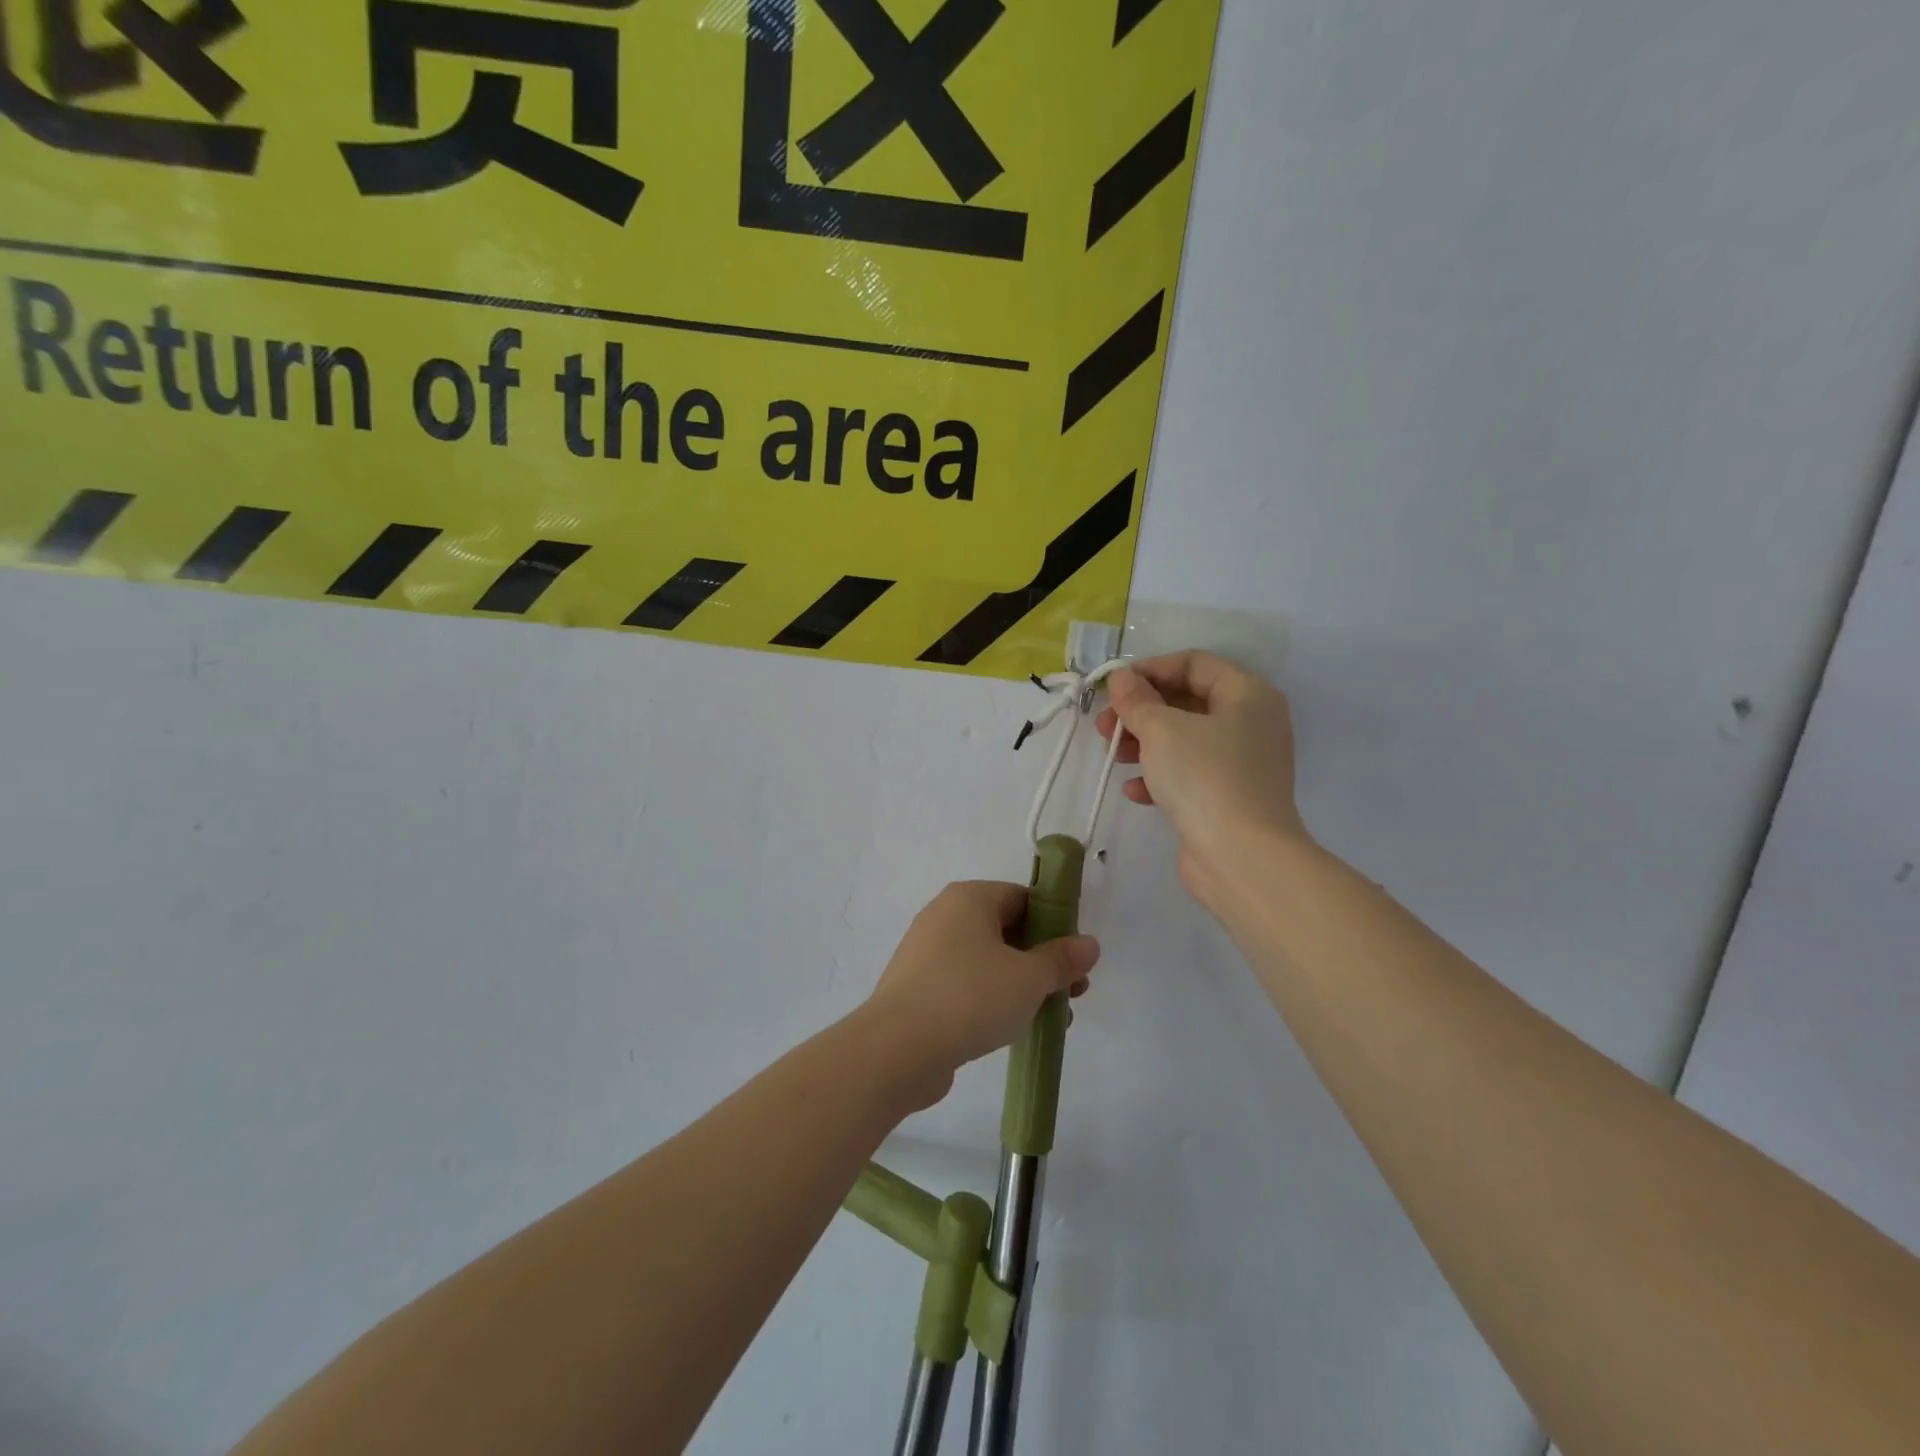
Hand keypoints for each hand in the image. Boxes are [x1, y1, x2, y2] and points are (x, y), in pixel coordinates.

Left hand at [861, 882, 1100, 1108]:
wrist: (897, 1048)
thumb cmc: (970, 997)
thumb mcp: (1028, 978)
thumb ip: (1061, 960)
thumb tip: (1089, 944)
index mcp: (969, 898)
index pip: (1022, 897)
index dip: (1055, 923)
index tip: (1075, 957)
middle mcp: (944, 916)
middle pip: (1006, 929)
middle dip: (1042, 960)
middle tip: (1072, 992)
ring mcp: (927, 953)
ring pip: (987, 960)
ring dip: (1021, 984)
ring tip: (1051, 1017)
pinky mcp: (918, 988)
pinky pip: (965, 984)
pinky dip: (991, 999)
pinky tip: (1012, 1028)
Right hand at [1096, 651, 1310, 911]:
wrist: (1242, 857)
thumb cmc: (1204, 777)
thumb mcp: (1162, 729)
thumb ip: (1137, 699)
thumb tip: (1121, 678)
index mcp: (1247, 694)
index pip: (1194, 663)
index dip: (1150, 669)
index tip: (1113, 687)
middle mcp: (1251, 722)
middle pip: (1187, 701)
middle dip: (1141, 711)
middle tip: (1105, 725)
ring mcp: (1242, 762)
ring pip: (1184, 739)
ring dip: (1144, 743)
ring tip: (1112, 756)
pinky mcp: (1229, 796)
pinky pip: (1189, 773)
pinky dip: (1160, 775)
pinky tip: (1134, 791)